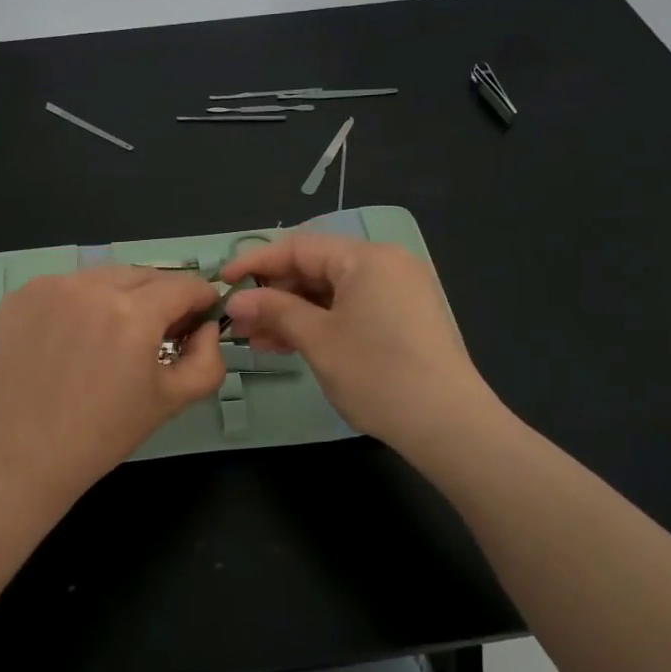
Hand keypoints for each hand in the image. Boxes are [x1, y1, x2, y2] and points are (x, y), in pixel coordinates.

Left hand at [0, 266, 225, 500]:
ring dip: (121, 296)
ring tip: (112, 336)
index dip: (201, 300)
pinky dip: (81, 302)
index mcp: (133, 314)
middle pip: (145, 275)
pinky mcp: (20, 296)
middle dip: (162, 298)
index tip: (200, 318)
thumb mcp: (172, 401)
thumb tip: (207, 327)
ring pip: (104, 276)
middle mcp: (91, 288)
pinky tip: (73, 338)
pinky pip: (67, 286)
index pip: (184, 285)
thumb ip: (208, 358)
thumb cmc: (103, 433)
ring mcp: (50, 287)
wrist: (21, 456)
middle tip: (158, 333)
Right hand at [220, 233, 494, 455]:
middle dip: (274, 293)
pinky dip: (321, 322)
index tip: (222, 282)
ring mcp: (398, 291)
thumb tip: (236, 300)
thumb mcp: (318, 340)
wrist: (448, 425)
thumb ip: (274, 311)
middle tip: (239, 321)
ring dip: (293, 312)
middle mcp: (386, 264)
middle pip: (316, 267)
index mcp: (367, 257)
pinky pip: (351, 308)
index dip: (256, 262)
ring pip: (332, 291)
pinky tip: (291, 344)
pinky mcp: (403, 318)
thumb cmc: (378, 374)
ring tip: (257, 339)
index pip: (299, 246)